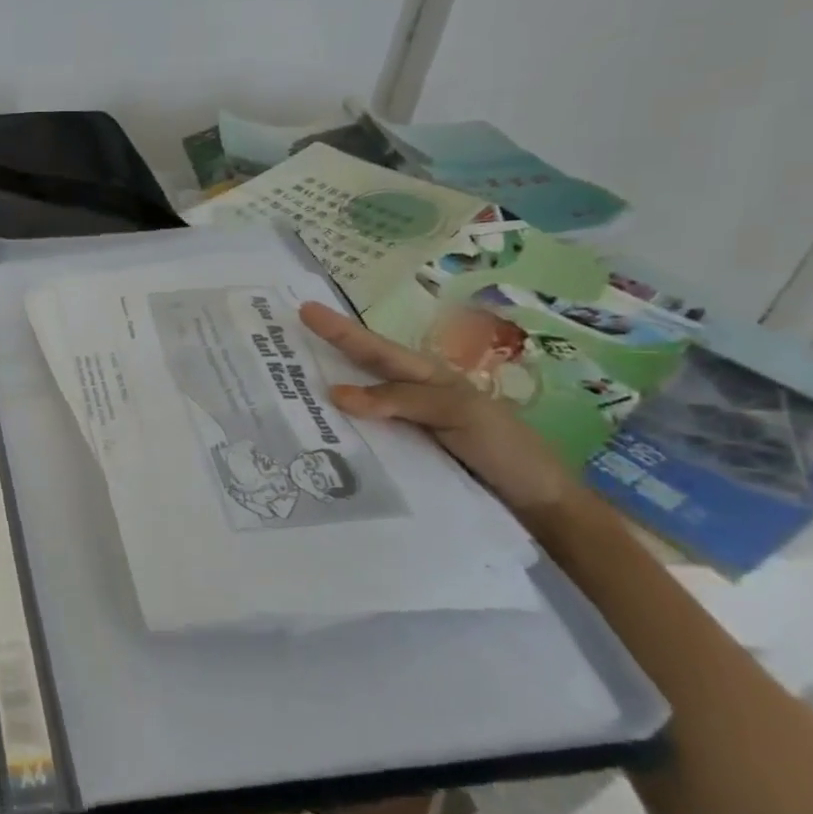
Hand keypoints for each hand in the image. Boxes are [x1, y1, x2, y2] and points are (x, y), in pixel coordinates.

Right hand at [299, 300, 575, 514]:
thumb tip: (335, 393)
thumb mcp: (460, 413)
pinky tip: (306, 436)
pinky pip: (357, 440)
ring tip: (279, 384)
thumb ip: (402, 399)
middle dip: (322, 351)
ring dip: (317, 394)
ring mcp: (398, 428)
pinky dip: (330, 433)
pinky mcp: (395, 459)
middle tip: (277, 339)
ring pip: (352, 405)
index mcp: (424, 377)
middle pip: (357, 370)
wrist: (535, 504)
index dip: (340, 330)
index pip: (375, 350)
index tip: (305, 309)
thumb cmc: (505, 447)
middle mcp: (405, 398)